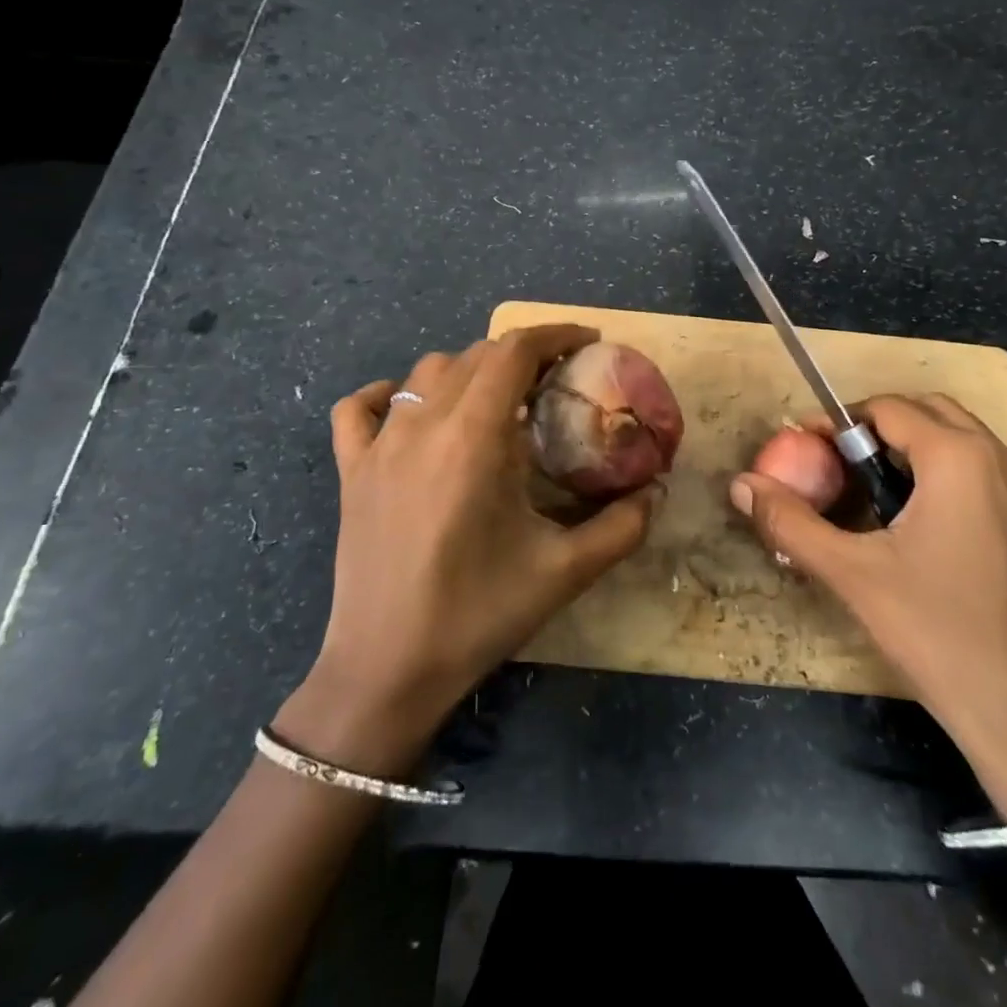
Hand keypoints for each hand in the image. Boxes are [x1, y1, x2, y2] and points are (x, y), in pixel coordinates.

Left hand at [276, 325, 659, 775]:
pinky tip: (410, 412)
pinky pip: (359, 410)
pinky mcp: (350, 472)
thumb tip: (656, 491)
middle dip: (522, 354)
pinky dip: (387, 395)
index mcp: (474, 438)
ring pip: (425, 374)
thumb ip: (622, 527)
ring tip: (498, 399)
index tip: (588, 343)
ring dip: (468, 371)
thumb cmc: (478, 616)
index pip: (513, 352)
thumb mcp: (565, 572)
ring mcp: (378, 446)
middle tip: (555, 380)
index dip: (555, 335)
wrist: (386, 672)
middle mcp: (422, 426)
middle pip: (475, 356)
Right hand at [729, 394, 1006, 818]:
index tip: (806, 447)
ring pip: (959, 436)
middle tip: (838, 463)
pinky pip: (982, 468)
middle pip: (927, 410)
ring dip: (912, 444)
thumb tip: (741, 484)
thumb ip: (791, 522)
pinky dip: (944, 468)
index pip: (888, 408)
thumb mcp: (851, 573)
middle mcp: (1000, 459)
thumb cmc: (934, 632)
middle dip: (878, 425)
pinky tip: (917, 519)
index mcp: (958, 458)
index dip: (840, 422)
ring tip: (872, 488)